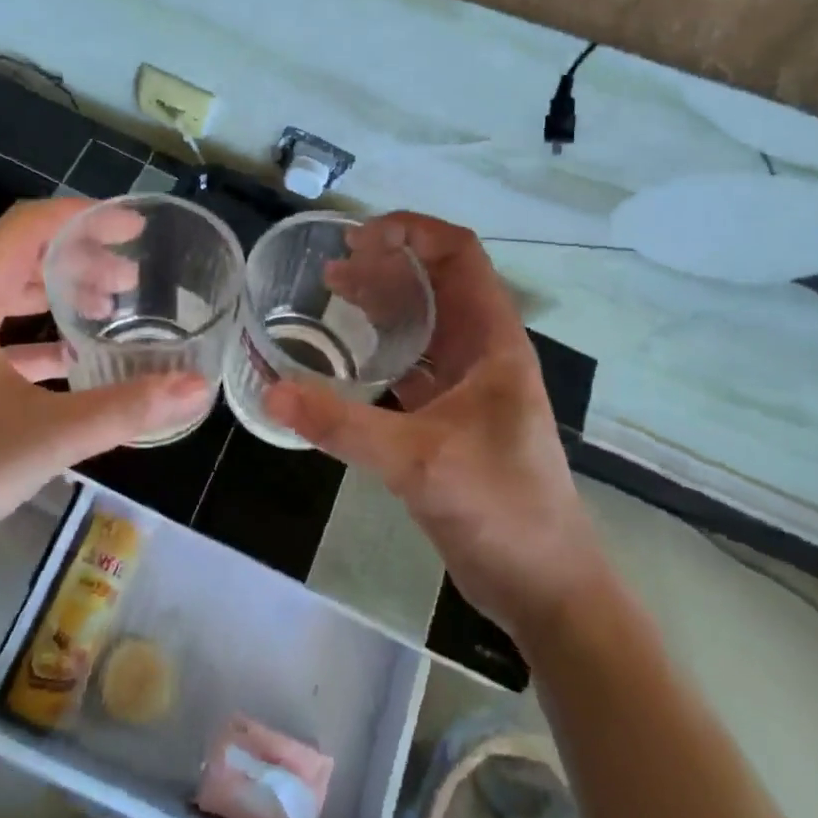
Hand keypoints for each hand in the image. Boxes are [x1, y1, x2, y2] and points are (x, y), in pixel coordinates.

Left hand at [0, 198, 210, 560]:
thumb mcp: (48, 437)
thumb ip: (126, 409)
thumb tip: (196, 388)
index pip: (26, 228)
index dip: (82, 217)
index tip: (132, 228)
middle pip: (18, 255)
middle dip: (79, 256)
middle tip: (131, 277)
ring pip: (5, 293)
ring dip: (57, 292)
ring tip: (110, 306)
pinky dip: (36, 332)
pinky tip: (73, 357)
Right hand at [267, 213, 605, 648]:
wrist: (545, 587)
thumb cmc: (501, 508)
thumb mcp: (419, 461)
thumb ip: (344, 425)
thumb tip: (272, 391)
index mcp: (493, 341)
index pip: (460, 254)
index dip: (413, 231)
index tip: (359, 238)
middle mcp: (483, 352)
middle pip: (436, 283)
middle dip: (387, 263)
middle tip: (332, 266)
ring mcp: (468, 386)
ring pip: (424, 323)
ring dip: (383, 302)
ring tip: (331, 292)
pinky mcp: (450, 419)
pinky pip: (413, 365)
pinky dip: (381, 348)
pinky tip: (345, 355)